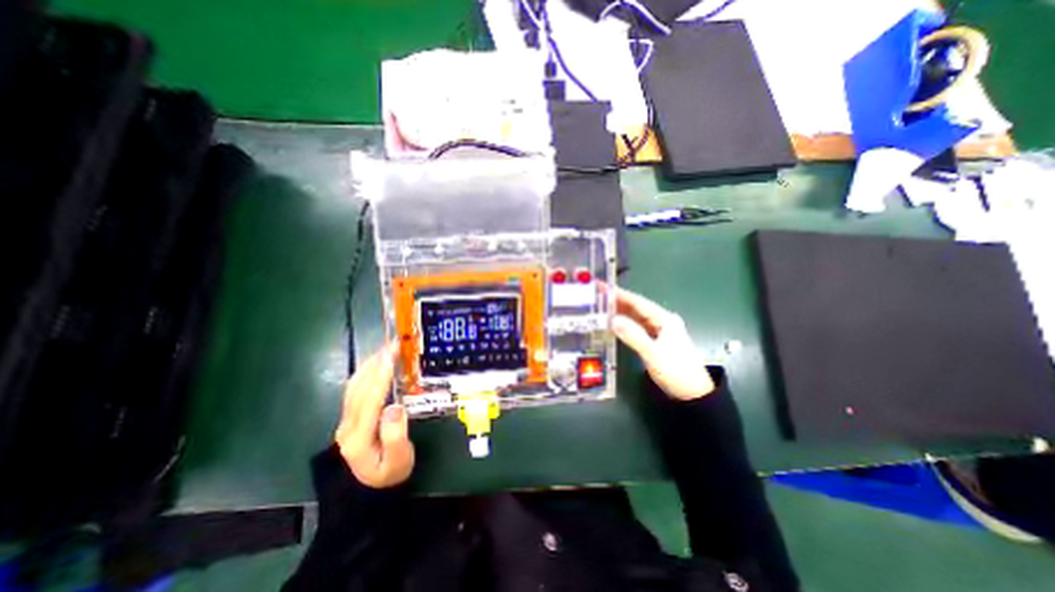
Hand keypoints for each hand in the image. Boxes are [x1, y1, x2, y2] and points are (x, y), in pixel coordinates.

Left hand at [336, 345, 413, 488]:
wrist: (368, 491)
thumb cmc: (389, 474)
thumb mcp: (399, 461)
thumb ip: (396, 435)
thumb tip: (395, 407)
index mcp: (359, 436)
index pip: (370, 399)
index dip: (382, 374)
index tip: (393, 353)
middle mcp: (347, 425)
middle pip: (360, 387)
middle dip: (377, 362)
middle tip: (395, 343)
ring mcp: (345, 420)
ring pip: (354, 385)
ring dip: (370, 364)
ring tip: (388, 348)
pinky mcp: (349, 417)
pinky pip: (355, 389)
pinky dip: (366, 371)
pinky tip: (377, 363)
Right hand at [610, 287, 716, 400]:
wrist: (693, 394)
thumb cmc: (676, 371)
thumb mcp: (653, 353)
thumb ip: (633, 336)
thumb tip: (612, 320)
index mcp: (664, 319)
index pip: (638, 302)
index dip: (620, 294)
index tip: (603, 287)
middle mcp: (662, 321)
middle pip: (637, 308)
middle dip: (617, 301)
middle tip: (598, 296)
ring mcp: (659, 331)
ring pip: (636, 318)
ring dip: (620, 313)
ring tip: (601, 307)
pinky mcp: (656, 341)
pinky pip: (637, 328)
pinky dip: (625, 325)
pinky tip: (614, 324)